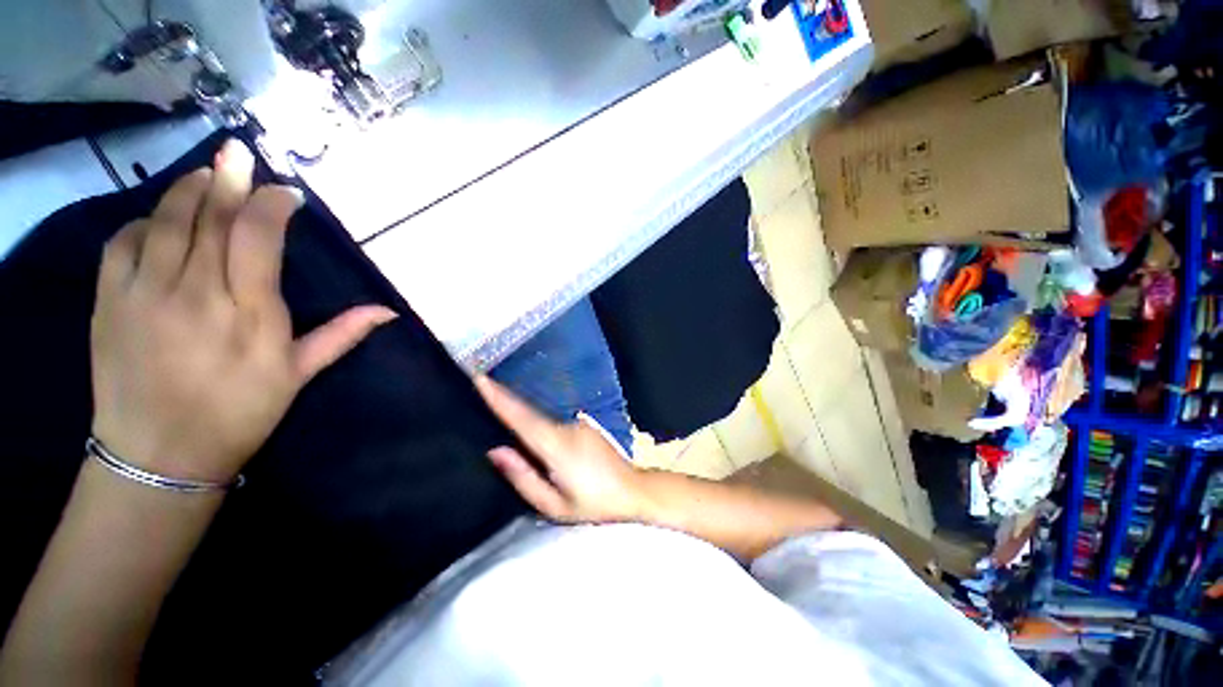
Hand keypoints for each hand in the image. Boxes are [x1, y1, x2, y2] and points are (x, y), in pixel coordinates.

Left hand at [90, 140, 396, 483]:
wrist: (158, 456)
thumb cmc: (239, 414)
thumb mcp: (298, 376)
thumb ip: (341, 335)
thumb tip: (389, 312)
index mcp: (250, 313)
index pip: (257, 236)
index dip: (270, 204)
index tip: (284, 192)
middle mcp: (197, 292)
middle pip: (209, 216)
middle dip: (227, 178)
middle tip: (239, 152)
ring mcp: (146, 293)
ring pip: (166, 219)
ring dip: (186, 189)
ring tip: (204, 174)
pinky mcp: (110, 301)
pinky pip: (123, 241)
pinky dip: (143, 220)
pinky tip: (158, 219)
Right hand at [474, 376, 648, 523]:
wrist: (633, 491)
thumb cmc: (593, 504)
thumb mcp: (553, 505)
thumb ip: (522, 477)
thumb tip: (496, 451)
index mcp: (557, 447)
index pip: (522, 418)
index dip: (500, 398)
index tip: (481, 379)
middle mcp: (567, 427)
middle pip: (530, 414)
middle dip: (506, 401)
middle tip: (481, 387)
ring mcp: (579, 423)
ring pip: (542, 419)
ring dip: (524, 417)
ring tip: (503, 414)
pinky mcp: (585, 425)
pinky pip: (555, 423)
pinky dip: (540, 425)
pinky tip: (537, 437)